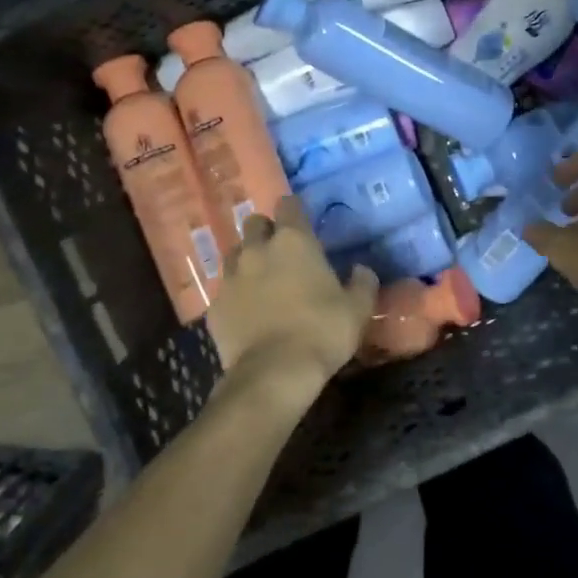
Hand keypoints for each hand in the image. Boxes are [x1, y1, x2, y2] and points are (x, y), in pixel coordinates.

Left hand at [207, 196, 377, 408]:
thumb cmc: (322, 332)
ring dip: (247, 260)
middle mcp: (257, 250)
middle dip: (266, 231)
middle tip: (281, 251)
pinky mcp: (215, 306)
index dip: (294, 209)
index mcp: (293, 241)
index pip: (288, 204)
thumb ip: (362, 283)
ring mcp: (231, 277)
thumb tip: (361, 269)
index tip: (302, 221)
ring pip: (234, 253)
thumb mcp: (357, 309)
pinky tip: (246, 311)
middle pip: (254, 223)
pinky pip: (224, 289)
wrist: (274, 373)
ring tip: (261, 279)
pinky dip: (235, 294)